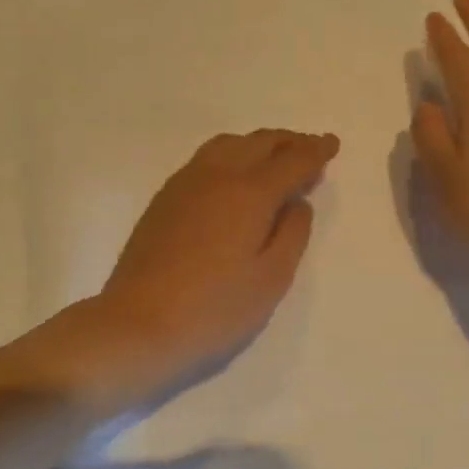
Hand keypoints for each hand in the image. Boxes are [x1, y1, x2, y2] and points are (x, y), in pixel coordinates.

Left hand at [42, 130, 338, 403]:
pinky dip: (232, 155)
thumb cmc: (214, 310)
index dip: (316, 151)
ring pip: (229, 144)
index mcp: (249, 193)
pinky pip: (206, 159)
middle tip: (310, 148)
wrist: (136, 326)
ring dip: (258, 144)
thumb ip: (292, 234)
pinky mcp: (164, 199)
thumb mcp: (271, 279)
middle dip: (289, 142)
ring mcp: (185, 184)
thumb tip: (296, 202)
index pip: (292, 160)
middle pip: (259, 143)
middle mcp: (217, 176)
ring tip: (275, 158)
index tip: (332, 144)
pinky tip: (234, 176)